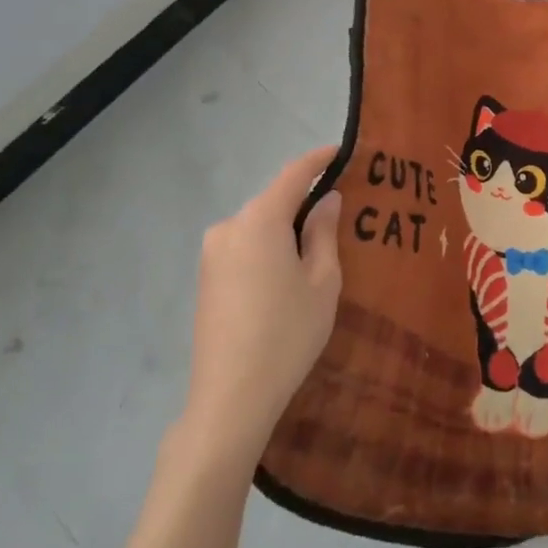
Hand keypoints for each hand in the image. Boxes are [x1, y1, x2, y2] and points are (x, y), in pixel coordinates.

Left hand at [178, 146, 342, 465]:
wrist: (230, 397)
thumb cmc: (287, 333)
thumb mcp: (322, 280)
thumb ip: (323, 232)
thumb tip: (326, 199)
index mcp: (259, 221)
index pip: (293, 174)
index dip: (318, 159)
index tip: (342, 150)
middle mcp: (229, 227)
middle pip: (273, 200)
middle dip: (304, 199)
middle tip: (340, 208)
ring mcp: (212, 253)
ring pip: (258, 224)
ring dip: (286, 226)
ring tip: (319, 244)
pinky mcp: (206, 278)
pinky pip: (244, 245)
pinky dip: (269, 245)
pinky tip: (288, 270)